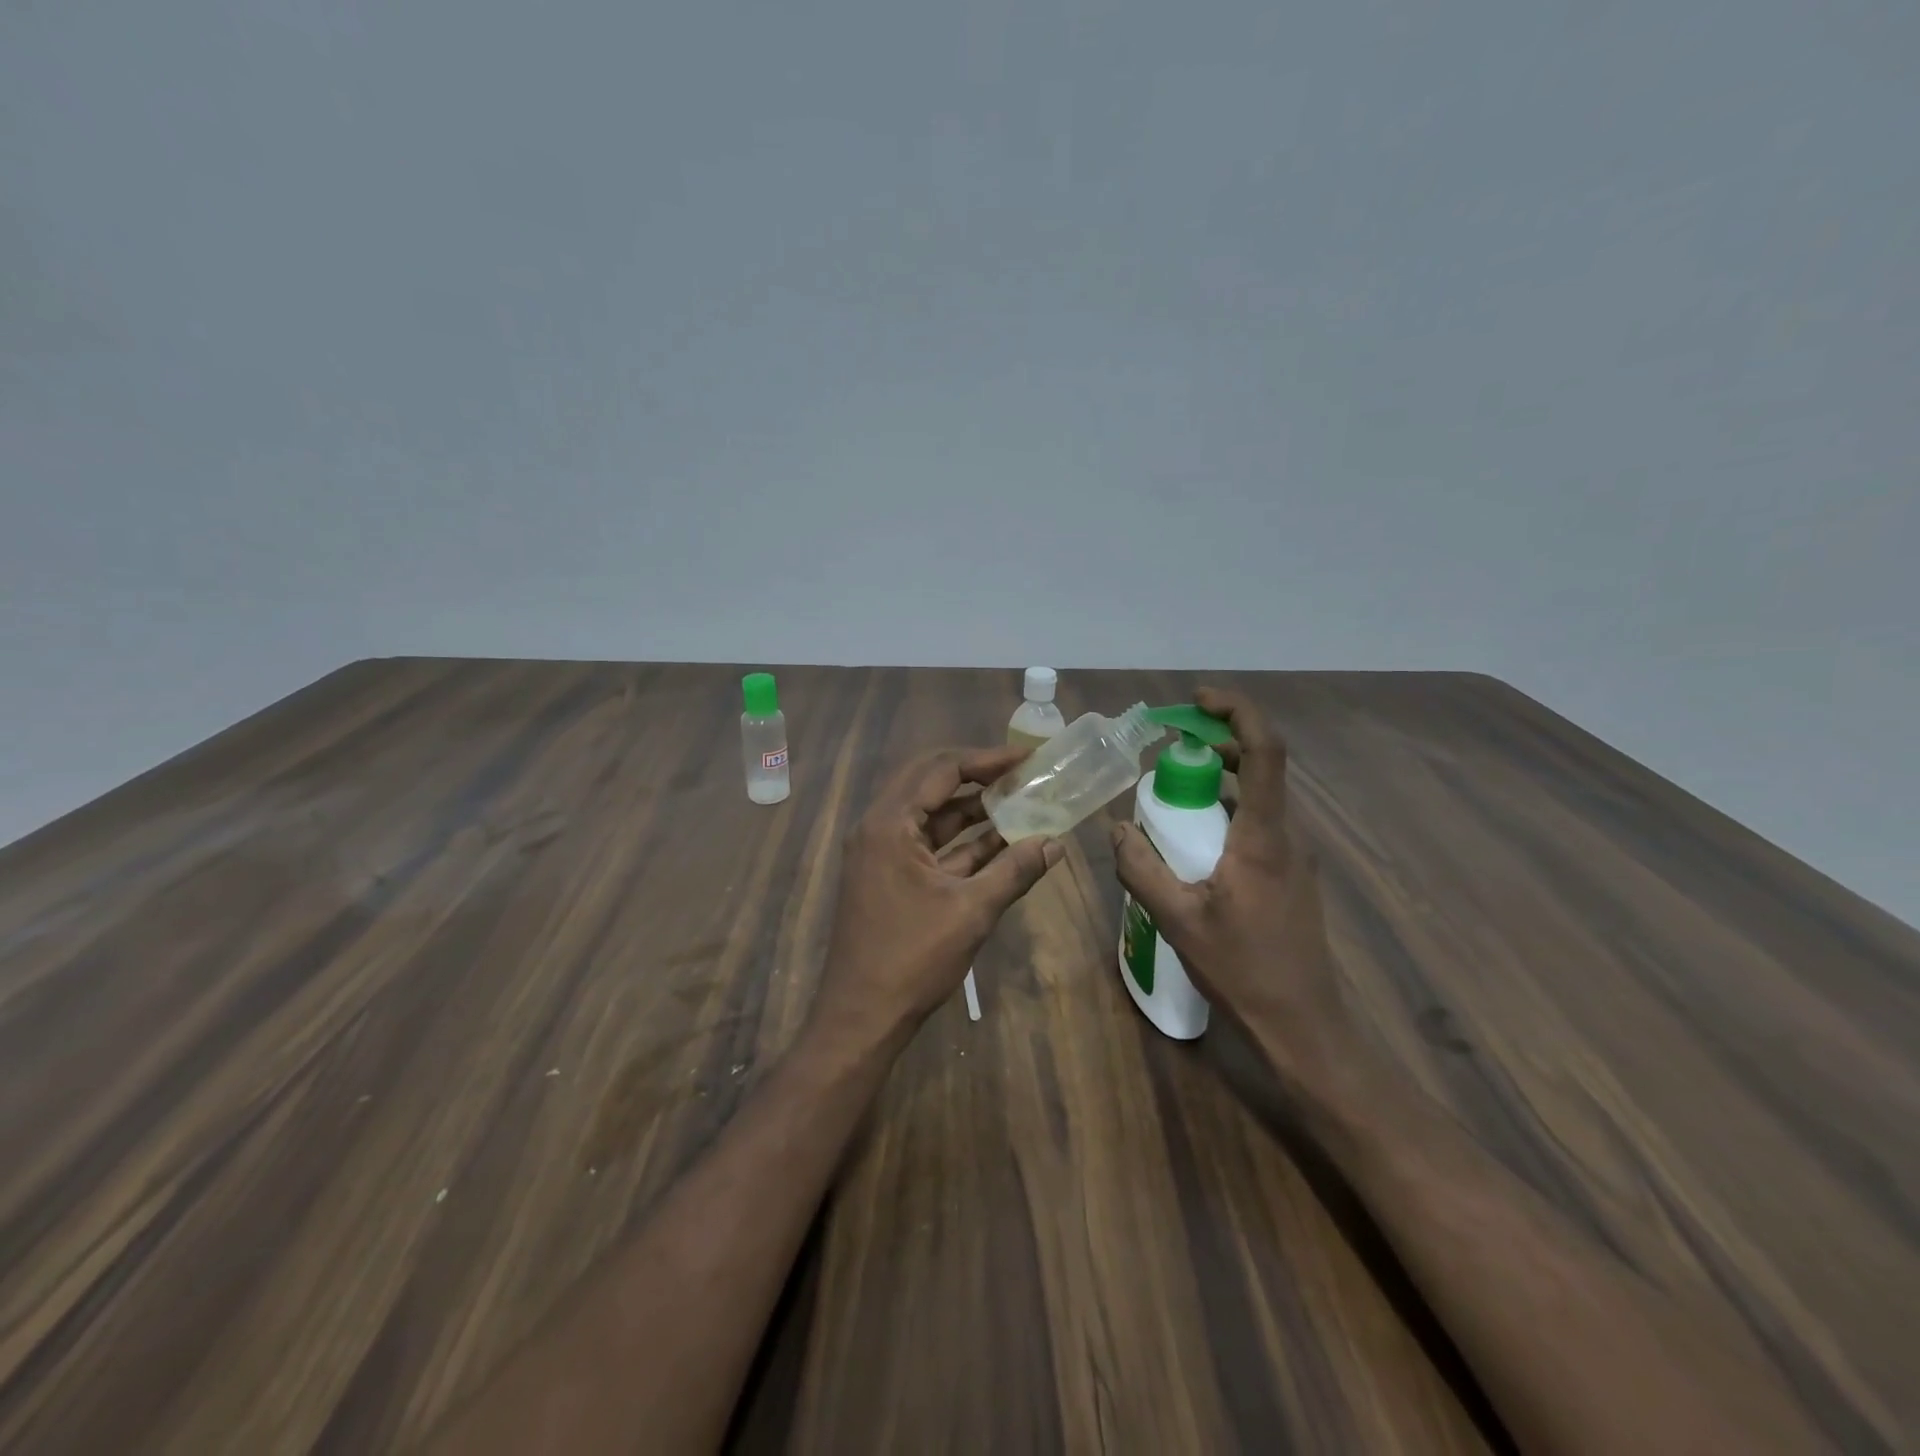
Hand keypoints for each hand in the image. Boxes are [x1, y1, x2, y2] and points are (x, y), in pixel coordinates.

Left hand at [811, 746, 1062, 1046]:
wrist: (861, 1017)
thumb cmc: (912, 959)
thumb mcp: (971, 911)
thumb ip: (1015, 871)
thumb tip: (1056, 843)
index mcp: (889, 824)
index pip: (941, 769)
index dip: (986, 759)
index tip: (1026, 757)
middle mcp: (878, 827)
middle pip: (931, 782)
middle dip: (977, 776)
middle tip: (1021, 773)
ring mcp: (880, 852)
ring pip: (930, 813)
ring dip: (972, 809)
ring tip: (1020, 801)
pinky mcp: (887, 875)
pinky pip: (927, 843)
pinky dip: (962, 841)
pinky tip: (1001, 842)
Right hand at [1111, 687, 1359, 1095]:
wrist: (1302, 1024)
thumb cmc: (1242, 968)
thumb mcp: (1177, 918)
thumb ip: (1140, 868)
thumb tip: (1117, 827)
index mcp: (1263, 836)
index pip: (1263, 751)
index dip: (1236, 712)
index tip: (1198, 700)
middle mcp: (1286, 835)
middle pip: (1260, 765)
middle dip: (1217, 741)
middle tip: (1170, 743)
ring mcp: (1293, 855)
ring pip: (1258, 795)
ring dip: (1219, 777)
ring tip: (1173, 786)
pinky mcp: (1290, 874)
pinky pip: (1257, 823)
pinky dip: (1225, 809)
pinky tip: (1193, 838)